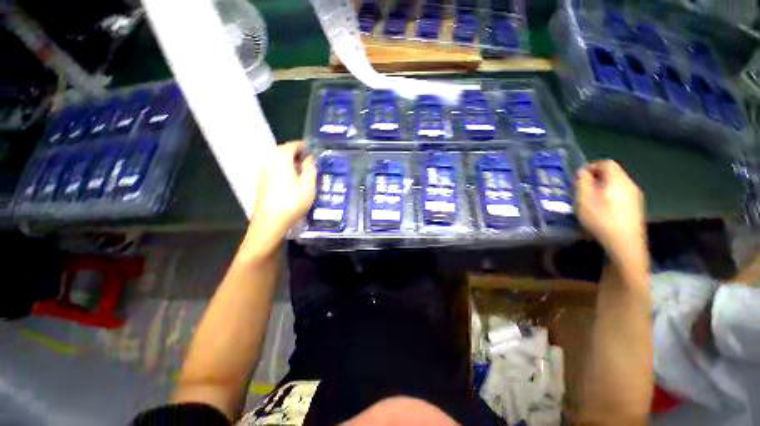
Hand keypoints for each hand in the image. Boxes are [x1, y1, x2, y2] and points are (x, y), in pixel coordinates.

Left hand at [243, 141, 315, 257]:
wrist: (270, 222)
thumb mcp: (308, 185)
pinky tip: (290, 180)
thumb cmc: (292, 202)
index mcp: (281, 159)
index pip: (292, 145)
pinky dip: (283, 169)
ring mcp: (263, 173)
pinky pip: (274, 169)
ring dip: (289, 161)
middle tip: (309, 160)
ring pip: (277, 160)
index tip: (313, 150)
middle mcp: (269, 162)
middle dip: (296, 153)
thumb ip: (310, 168)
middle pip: (282, 151)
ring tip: (302, 170)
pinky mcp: (262, 183)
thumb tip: (310, 158)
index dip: (303, 145)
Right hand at [576, 160, 644, 258]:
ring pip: (618, 184)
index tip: (579, 177)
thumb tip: (583, 171)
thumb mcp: (584, 199)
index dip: (592, 166)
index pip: (606, 163)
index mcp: (618, 179)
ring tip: (591, 199)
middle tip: (582, 188)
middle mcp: (630, 184)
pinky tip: (603, 209)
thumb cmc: (601, 219)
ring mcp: (635, 196)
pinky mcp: (636, 208)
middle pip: (613, 173)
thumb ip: (583, 182)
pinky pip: (622, 194)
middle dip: (597, 177)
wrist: (625, 243)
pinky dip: (611, 196)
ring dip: (603, 187)